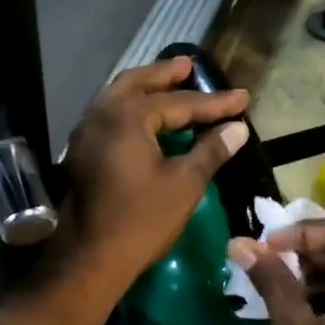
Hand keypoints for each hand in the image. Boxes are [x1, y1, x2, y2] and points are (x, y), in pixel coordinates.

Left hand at [49, 56, 248, 302]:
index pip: (178, 102)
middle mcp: (101, 114)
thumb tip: (237, 128)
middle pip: (137, 84)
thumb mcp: (184, 183)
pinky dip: (130, 108)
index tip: (242, 98)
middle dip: (166, 75)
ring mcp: (86, 133)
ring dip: (145, 88)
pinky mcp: (82, 153)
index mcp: (127, 116)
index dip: (214, 103)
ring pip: (117, 97)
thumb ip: (211, 150)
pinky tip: (146, 119)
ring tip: (169, 84)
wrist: (90, 258)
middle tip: (189, 66)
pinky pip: (109, 116)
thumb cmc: (141, 219)